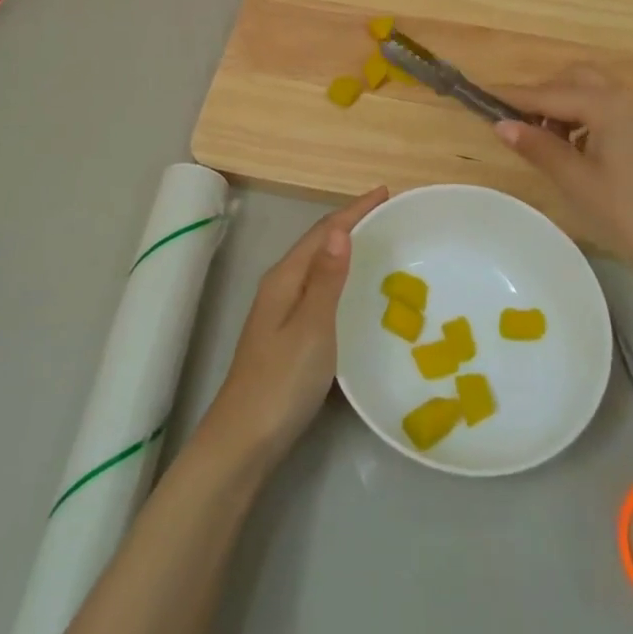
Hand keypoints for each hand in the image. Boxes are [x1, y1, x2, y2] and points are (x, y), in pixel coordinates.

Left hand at [198, 187, 388, 474]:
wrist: (244, 441)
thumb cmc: (282, 382)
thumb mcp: (311, 327)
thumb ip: (326, 279)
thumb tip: (340, 228)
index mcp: (285, 278)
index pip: (323, 232)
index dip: (354, 210)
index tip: (385, 193)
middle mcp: (280, 287)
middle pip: (318, 244)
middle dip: (350, 224)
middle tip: (388, 215)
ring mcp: (280, 313)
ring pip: (318, 268)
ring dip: (345, 250)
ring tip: (378, 244)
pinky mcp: (287, 336)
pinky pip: (319, 291)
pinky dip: (340, 279)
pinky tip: (355, 293)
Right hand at [496, 66, 632, 282]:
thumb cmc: (625, 212)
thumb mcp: (574, 179)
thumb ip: (536, 146)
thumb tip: (501, 125)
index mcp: (610, 104)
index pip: (552, 93)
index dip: (516, 97)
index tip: (484, 96)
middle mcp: (629, 98)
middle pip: (575, 79)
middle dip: (544, 95)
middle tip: (519, 123)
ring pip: (593, 92)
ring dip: (564, 107)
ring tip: (544, 141)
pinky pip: (608, 109)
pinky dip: (584, 118)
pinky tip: (573, 148)